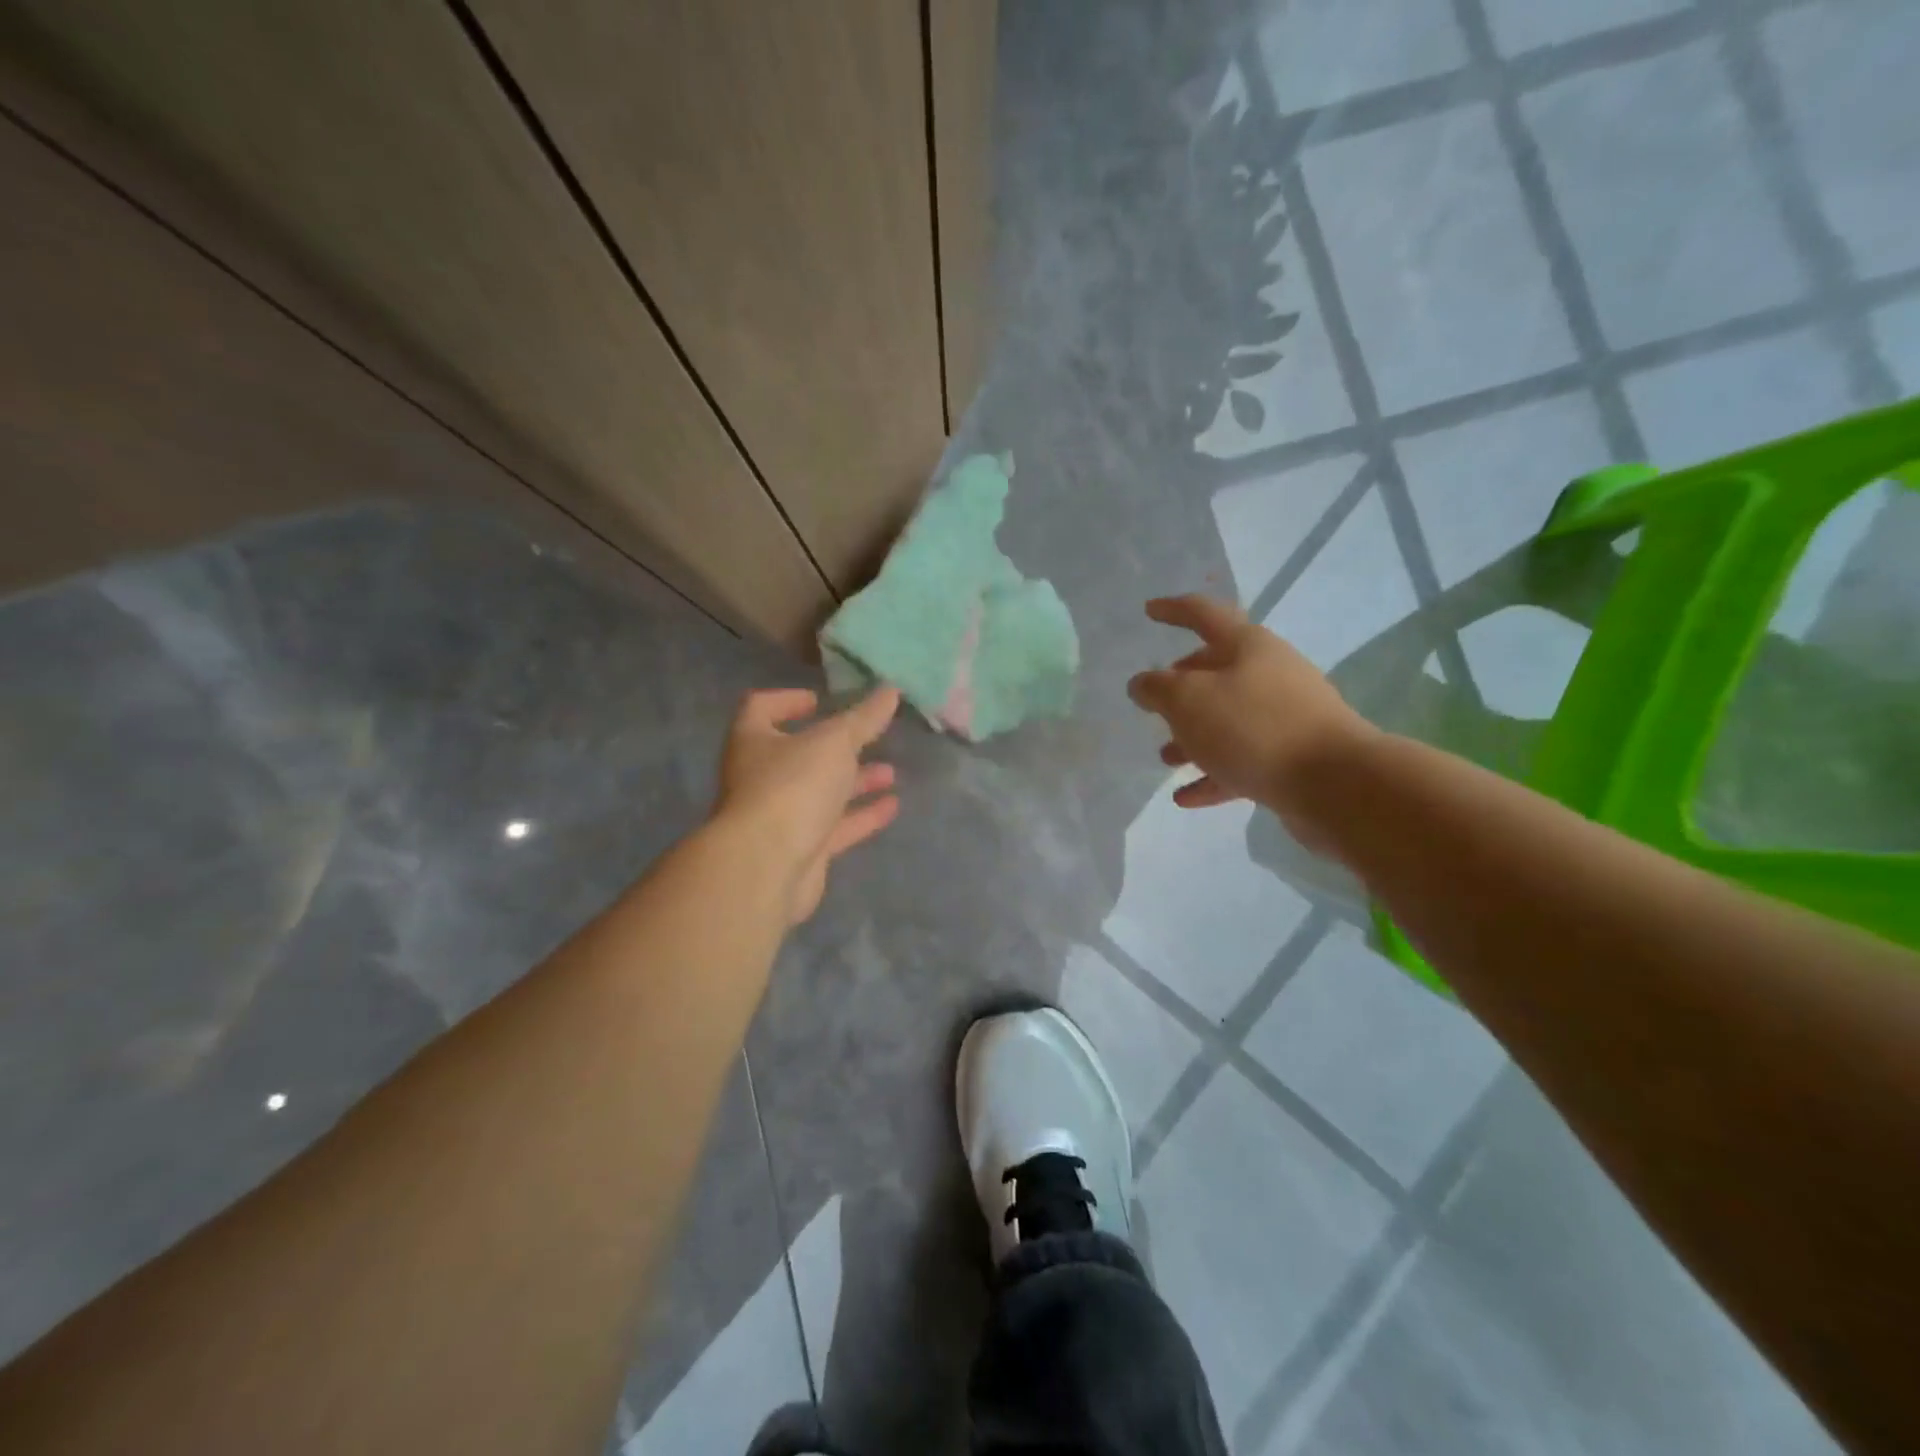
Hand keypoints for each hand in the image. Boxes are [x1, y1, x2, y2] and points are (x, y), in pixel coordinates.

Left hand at [711, 686, 900, 923]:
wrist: (767, 867)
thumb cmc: (793, 787)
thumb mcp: (835, 742)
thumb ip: (864, 718)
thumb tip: (891, 690)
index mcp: (753, 741)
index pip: (760, 708)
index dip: (787, 700)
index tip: (819, 700)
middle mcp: (760, 777)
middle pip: (798, 755)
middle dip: (836, 747)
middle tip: (870, 738)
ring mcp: (779, 817)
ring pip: (820, 793)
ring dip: (854, 782)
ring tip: (891, 773)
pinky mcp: (800, 850)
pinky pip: (834, 827)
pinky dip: (861, 816)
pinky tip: (893, 806)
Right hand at [1126, 595, 1370, 834]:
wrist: (1336, 783)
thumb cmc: (1253, 727)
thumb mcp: (1188, 700)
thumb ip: (1157, 688)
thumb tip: (1143, 683)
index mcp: (1247, 646)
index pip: (1204, 615)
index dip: (1174, 610)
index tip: (1149, 610)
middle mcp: (1269, 674)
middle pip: (1217, 671)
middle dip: (1182, 686)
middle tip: (1156, 702)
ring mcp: (1284, 717)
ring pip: (1227, 720)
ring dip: (1193, 736)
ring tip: (1166, 758)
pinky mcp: (1291, 757)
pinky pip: (1242, 760)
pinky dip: (1213, 774)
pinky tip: (1186, 797)